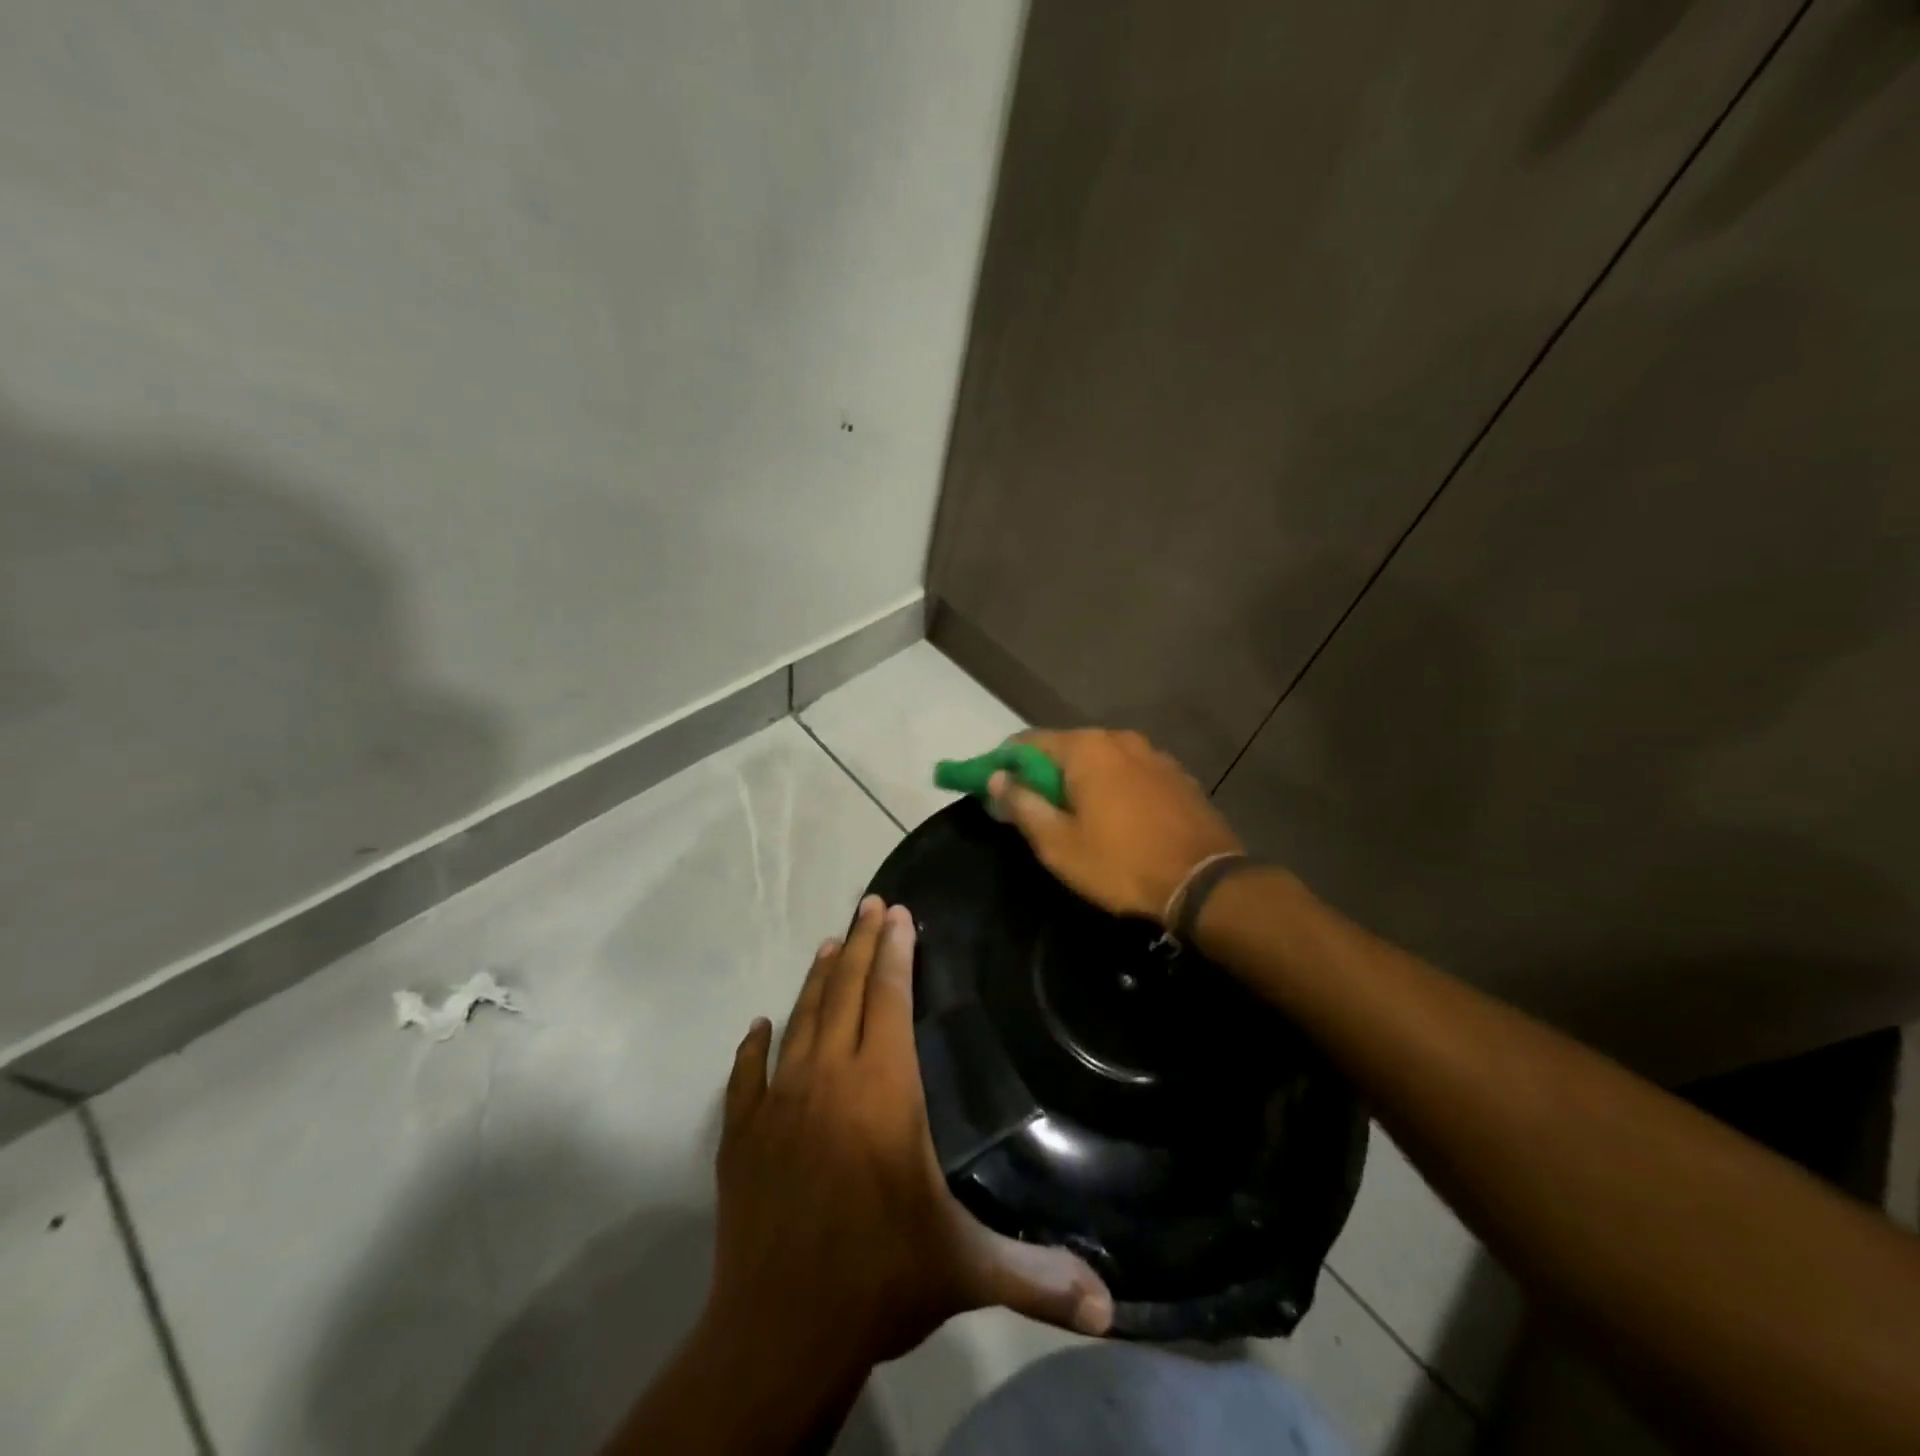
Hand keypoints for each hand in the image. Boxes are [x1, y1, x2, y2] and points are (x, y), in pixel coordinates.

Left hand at [707, 895, 1113, 1372]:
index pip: (890, 999)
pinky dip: (754, 1048)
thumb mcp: (968, 1270)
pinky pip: (747, 1076)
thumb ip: (1039, 1277)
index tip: (900, 913)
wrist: (779, 1333)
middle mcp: (829, 1078)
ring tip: (831, 945)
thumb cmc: (881, 1279)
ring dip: (818, 980)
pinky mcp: (742, 1134)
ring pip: (801, 1019)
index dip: (897, 952)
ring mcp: (779, 1102)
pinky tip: (758, 1027)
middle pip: (847, 992)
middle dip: (863, 944)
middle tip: (870, 904)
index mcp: (883, 1089)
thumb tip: (1113, 1309)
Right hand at [988, 729, 1243, 925]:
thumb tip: (997, 778)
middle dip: (1043, 773)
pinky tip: (1115, 817)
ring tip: (1074, 814)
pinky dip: (1113, 787)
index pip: (1028, 742)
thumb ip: (1022, 804)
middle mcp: (1120, 739)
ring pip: (1101, 760)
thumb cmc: (1120, 864)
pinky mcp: (1177, 776)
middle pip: (1066, 748)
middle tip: (1031, 807)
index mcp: (1086, 749)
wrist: (1204, 884)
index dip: (1004, 763)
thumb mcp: (1058, 843)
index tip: (993, 787)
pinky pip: (1131, 773)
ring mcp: (1154, 755)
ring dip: (1081, 780)